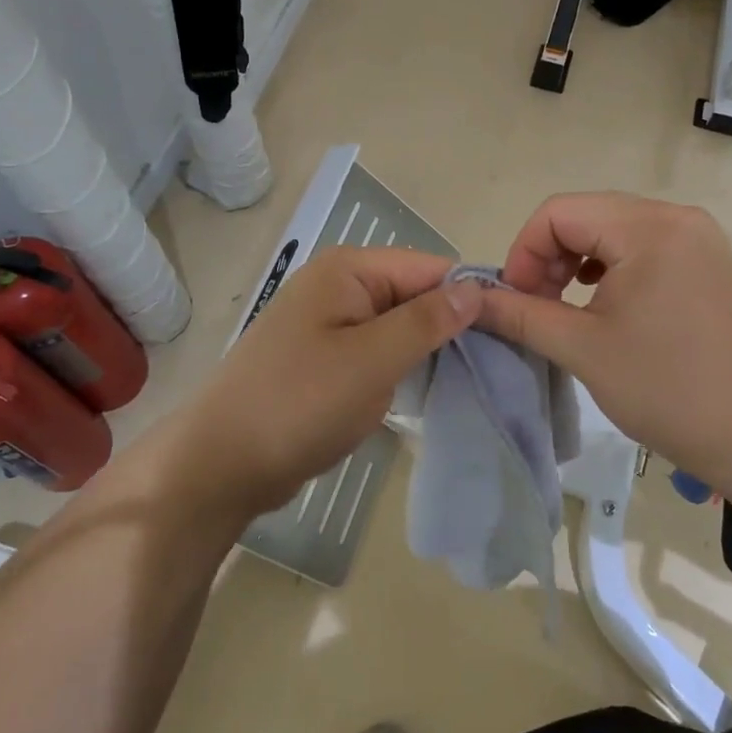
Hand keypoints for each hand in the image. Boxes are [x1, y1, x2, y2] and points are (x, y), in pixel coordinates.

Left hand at [146, 248, 482, 522]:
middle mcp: (338, 287)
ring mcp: (329, 324)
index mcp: (348, 270)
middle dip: (449, 327)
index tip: (510, 332)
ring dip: (427, 352)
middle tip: (498, 365)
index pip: (428, 267)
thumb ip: (426, 321)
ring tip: (474, 380)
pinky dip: (401, 369)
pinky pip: (376, 352)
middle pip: (413, 295)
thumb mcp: (372, 360)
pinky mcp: (324, 360)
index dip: (468, 295)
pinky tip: (428, 392)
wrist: (221, 465)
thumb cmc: (299, 403)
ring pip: (397, 327)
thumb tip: (475, 289)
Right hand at [476, 192, 731, 485]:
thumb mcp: (582, 349)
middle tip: (535, 307)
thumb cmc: (667, 390)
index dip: (524, 251)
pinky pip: (641, 246)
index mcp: (648, 227)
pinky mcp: (706, 261)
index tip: (514, 301)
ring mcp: (696, 238)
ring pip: (612, 230)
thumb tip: (472, 300)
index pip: (559, 212)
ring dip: (575, 261)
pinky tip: (601, 301)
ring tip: (563, 306)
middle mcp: (675, 217)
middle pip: (586, 215)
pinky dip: (609, 268)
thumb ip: (521, 315)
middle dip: (548, 257)